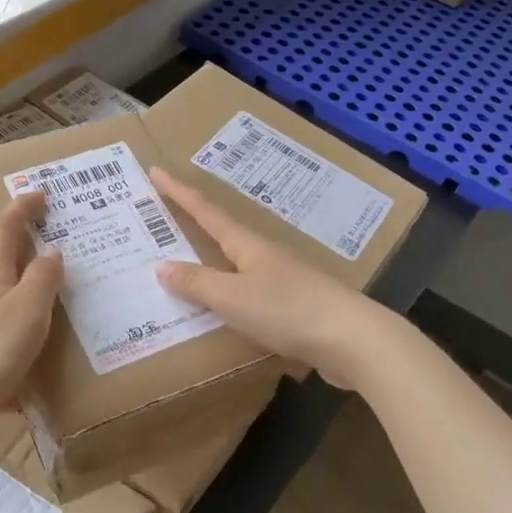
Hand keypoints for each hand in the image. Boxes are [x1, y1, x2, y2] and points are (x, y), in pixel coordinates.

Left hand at [0, 191, 62, 417]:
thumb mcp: (27, 311)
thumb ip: (42, 281)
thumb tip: (51, 252)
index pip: (3, 232)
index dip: (21, 210)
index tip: (37, 194)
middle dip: (6, 282)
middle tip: (34, 299)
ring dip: (1, 331)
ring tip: (29, 356)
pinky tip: (13, 401)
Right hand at [150, 168, 390, 388]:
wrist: (354, 341)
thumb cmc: (288, 311)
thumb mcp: (233, 297)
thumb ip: (197, 283)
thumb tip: (160, 266)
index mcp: (248, 245)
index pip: (206, 212)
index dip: (180, 193)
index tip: (157, 171)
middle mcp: (265, 255)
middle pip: (224, 232)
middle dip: (194, 222)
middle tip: (164, 214)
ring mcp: (284, 280)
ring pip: (238, 263)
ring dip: (212, 259)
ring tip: (187, 262)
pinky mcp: (295, 306)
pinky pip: (250, 292)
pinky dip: (230, 292)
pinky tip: (224, 307)